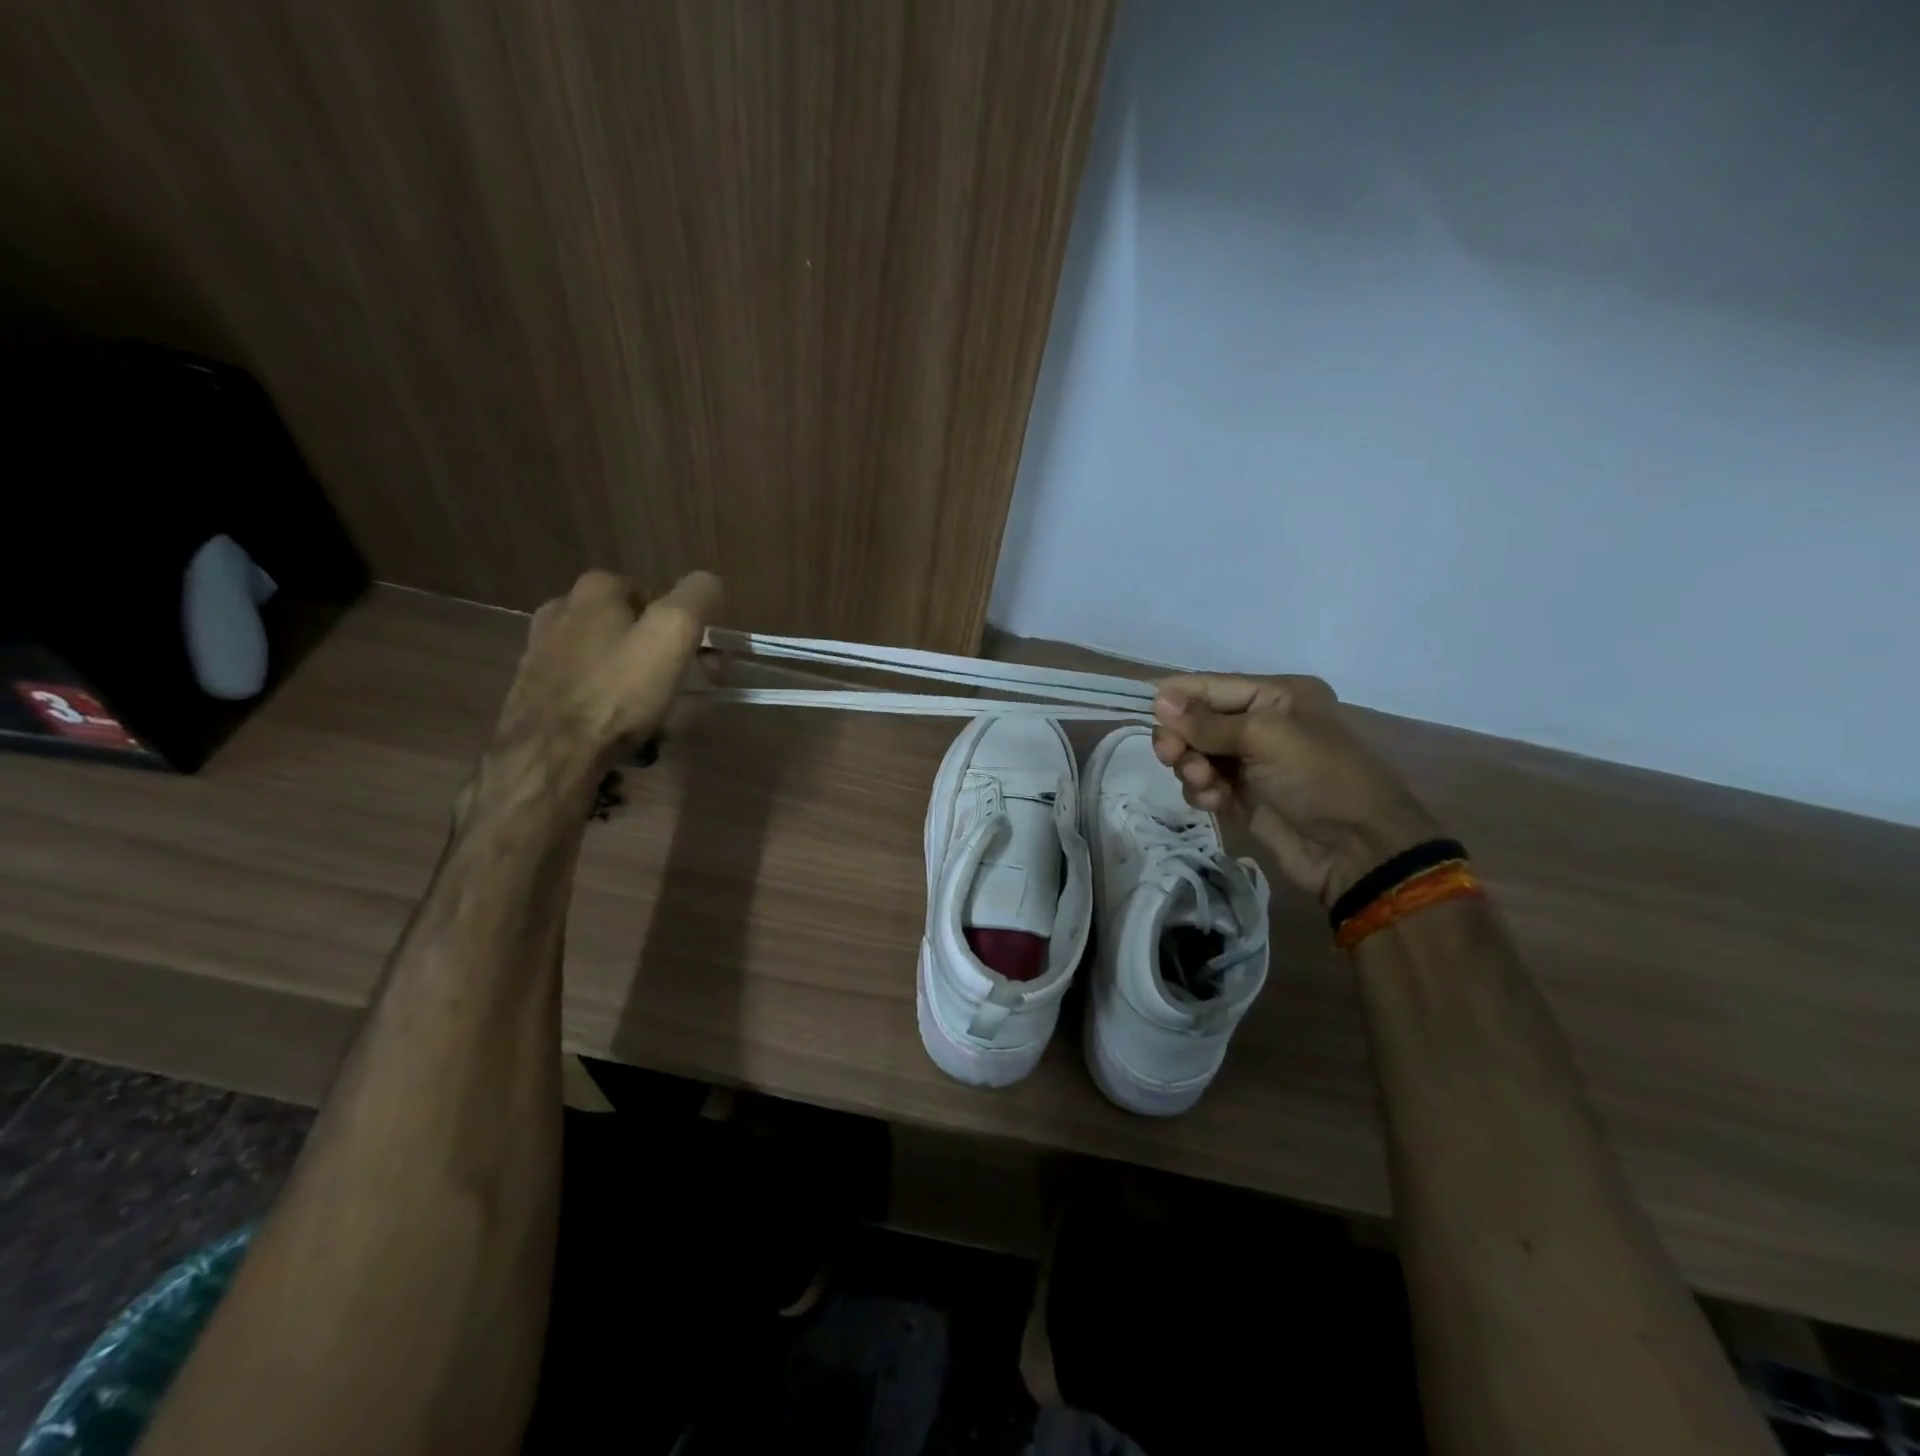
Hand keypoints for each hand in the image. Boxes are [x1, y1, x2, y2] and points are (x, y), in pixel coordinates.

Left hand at [489, 569, 722, 784]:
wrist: (550, 755)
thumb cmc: (618, 690)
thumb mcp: (673, 634)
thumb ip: (696, 597)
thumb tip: (708, 581)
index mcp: (594, 591)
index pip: (654, 594)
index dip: (684, 625)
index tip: (702, 660)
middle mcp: (561, 611)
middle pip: (629, 626)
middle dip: (660, 654)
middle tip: (683, 689)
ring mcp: (540, 652)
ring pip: (606, 658)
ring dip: (633, 680)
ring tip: (652, 715)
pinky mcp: (531, 690)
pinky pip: (585, 687)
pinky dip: (606, 701)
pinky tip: (617, 727)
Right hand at [1151, 673, 1443, 907]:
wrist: (1355, 850)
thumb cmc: (1318, 778)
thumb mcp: (1264, 737)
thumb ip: (1207, 721)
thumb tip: (1157, 697)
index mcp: (1275, 695)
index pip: (1211, 686)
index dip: (1175, 696)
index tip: (1140, 706)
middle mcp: (1261, 722)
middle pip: (1197, 721)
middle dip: (1181, 737)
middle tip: (1171, 756)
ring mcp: (1250, 761)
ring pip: (1195, 754)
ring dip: (1191, 767)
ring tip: (1205, 783)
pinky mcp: (1242, 795)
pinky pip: (1203, 783)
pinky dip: (1202, 790)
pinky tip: (1216, 802)